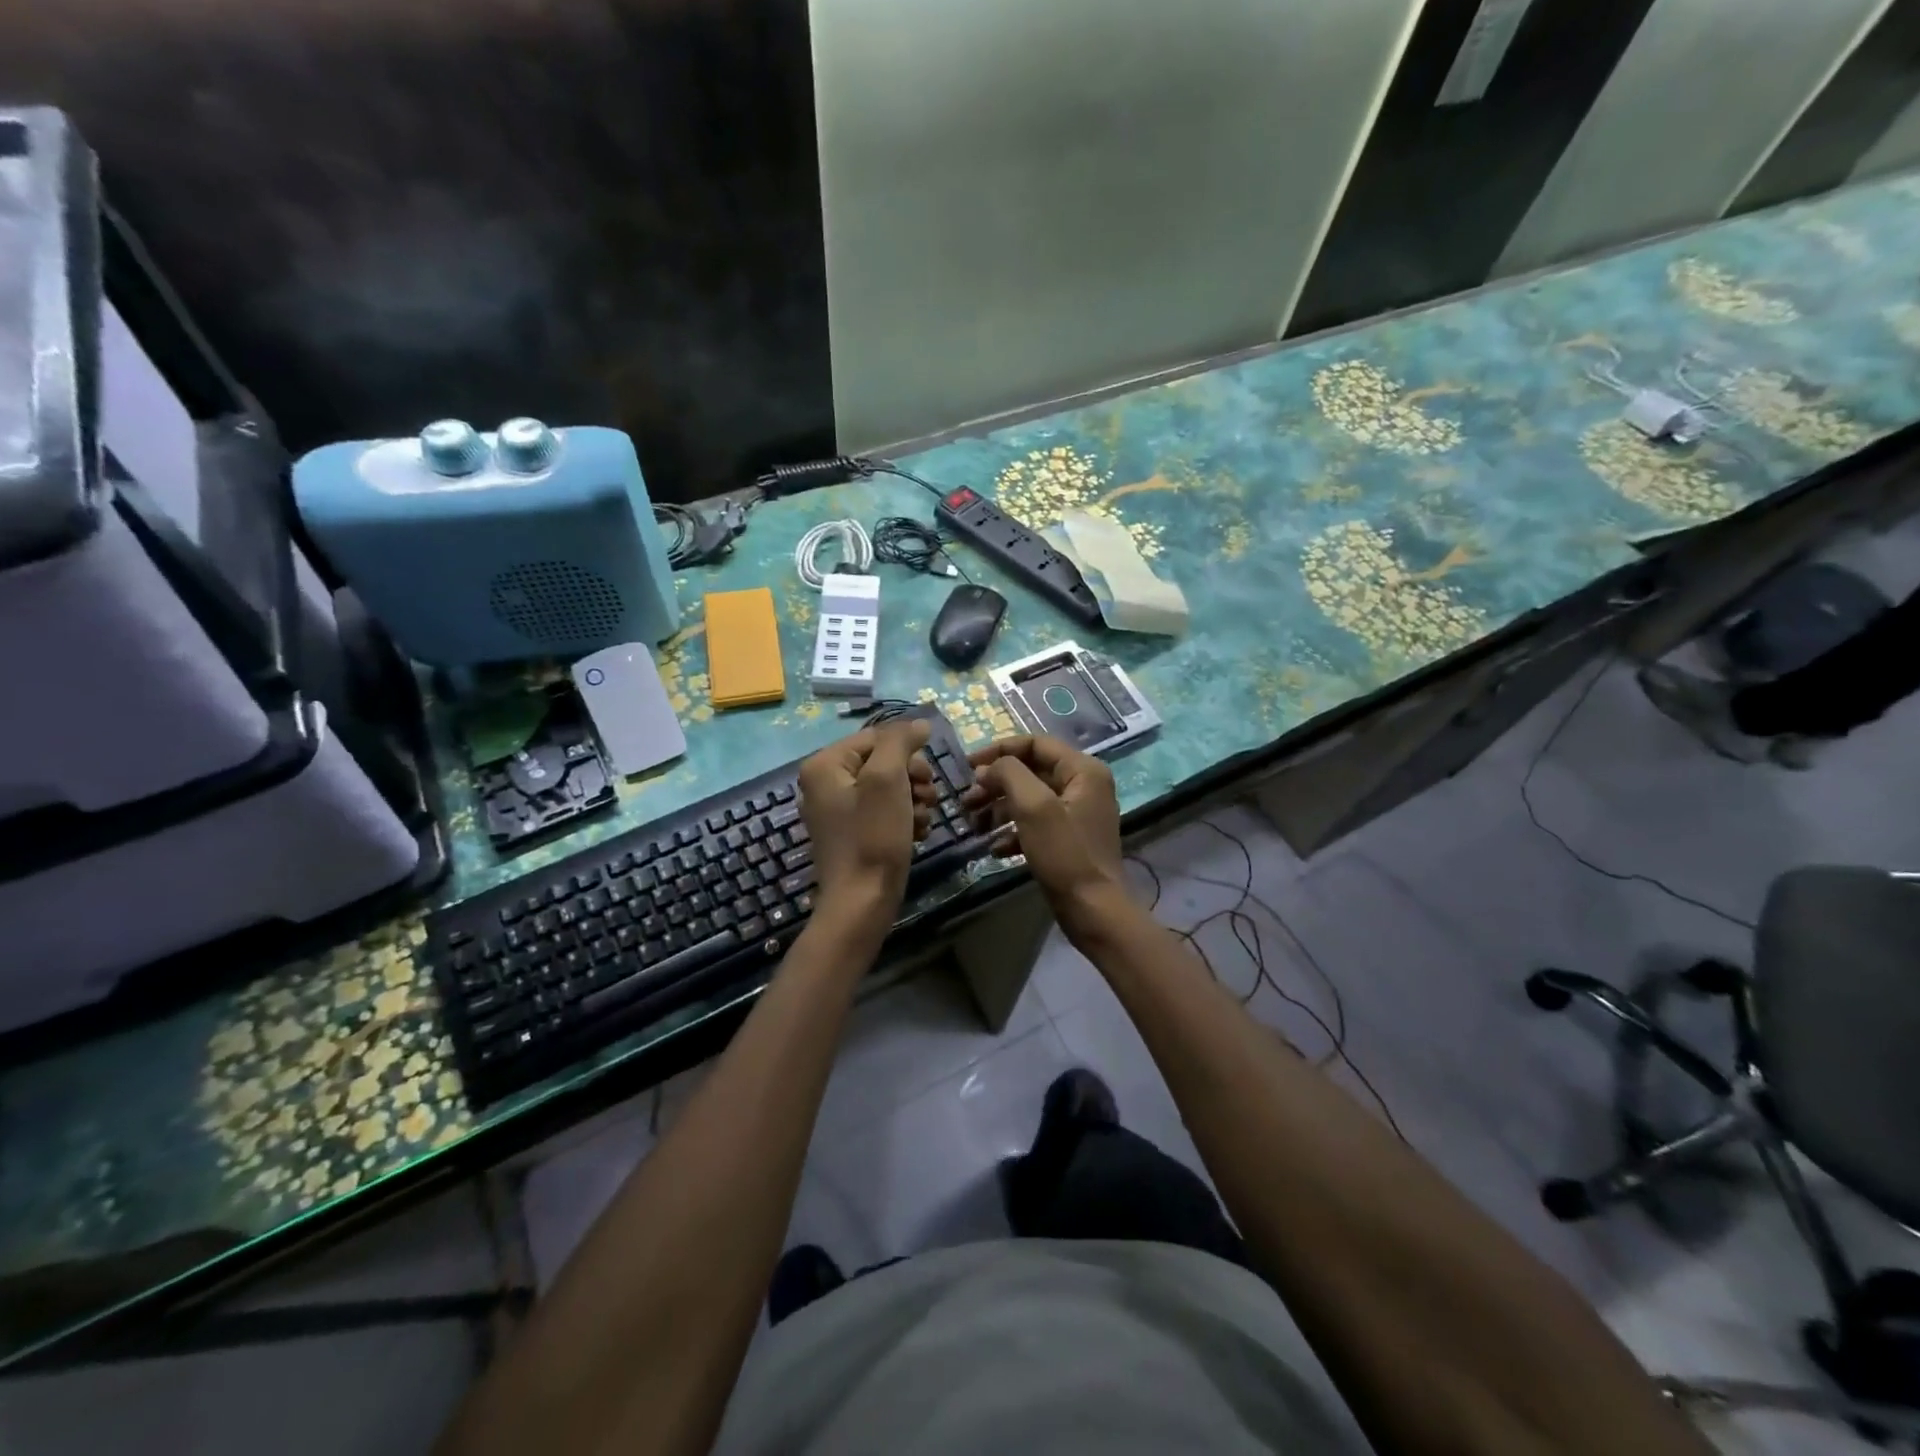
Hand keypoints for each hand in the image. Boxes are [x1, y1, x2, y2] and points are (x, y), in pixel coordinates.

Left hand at [798, 720, 936, 913]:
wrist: (862, 902)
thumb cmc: (872, 836)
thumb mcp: (887, 779)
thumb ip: (900, 742)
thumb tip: (918, 723)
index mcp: (825, 764)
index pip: (877, 737)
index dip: (908, 752)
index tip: (926, 777)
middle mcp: (825, 782)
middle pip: (883, 761)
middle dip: (912, 778)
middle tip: (928, 798)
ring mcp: (838, 810)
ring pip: (888, 787)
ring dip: (913, 799)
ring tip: (922, 820)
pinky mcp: (852, 832)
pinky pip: (884, 811)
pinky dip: (904, 818)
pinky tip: (915, 833)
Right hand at [962, 735, 1122, 907]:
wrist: (1093, 909)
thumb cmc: (1064, 853)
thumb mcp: (1033, 806)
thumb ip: (1009, 774)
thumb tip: (988, 768)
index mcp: (1083, 770)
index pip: (1034, 744)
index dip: (998, 751)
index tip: (967, 766)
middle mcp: (1084, 785)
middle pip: (1030, 771)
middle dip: (995, 784)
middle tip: (967, 800)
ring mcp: (1077, 814)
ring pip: (1029, 799)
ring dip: (999, 808)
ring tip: (974, 824)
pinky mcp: (1068, 840)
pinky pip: (1035, 824)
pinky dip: (1013, 831)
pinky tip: (994, 848)